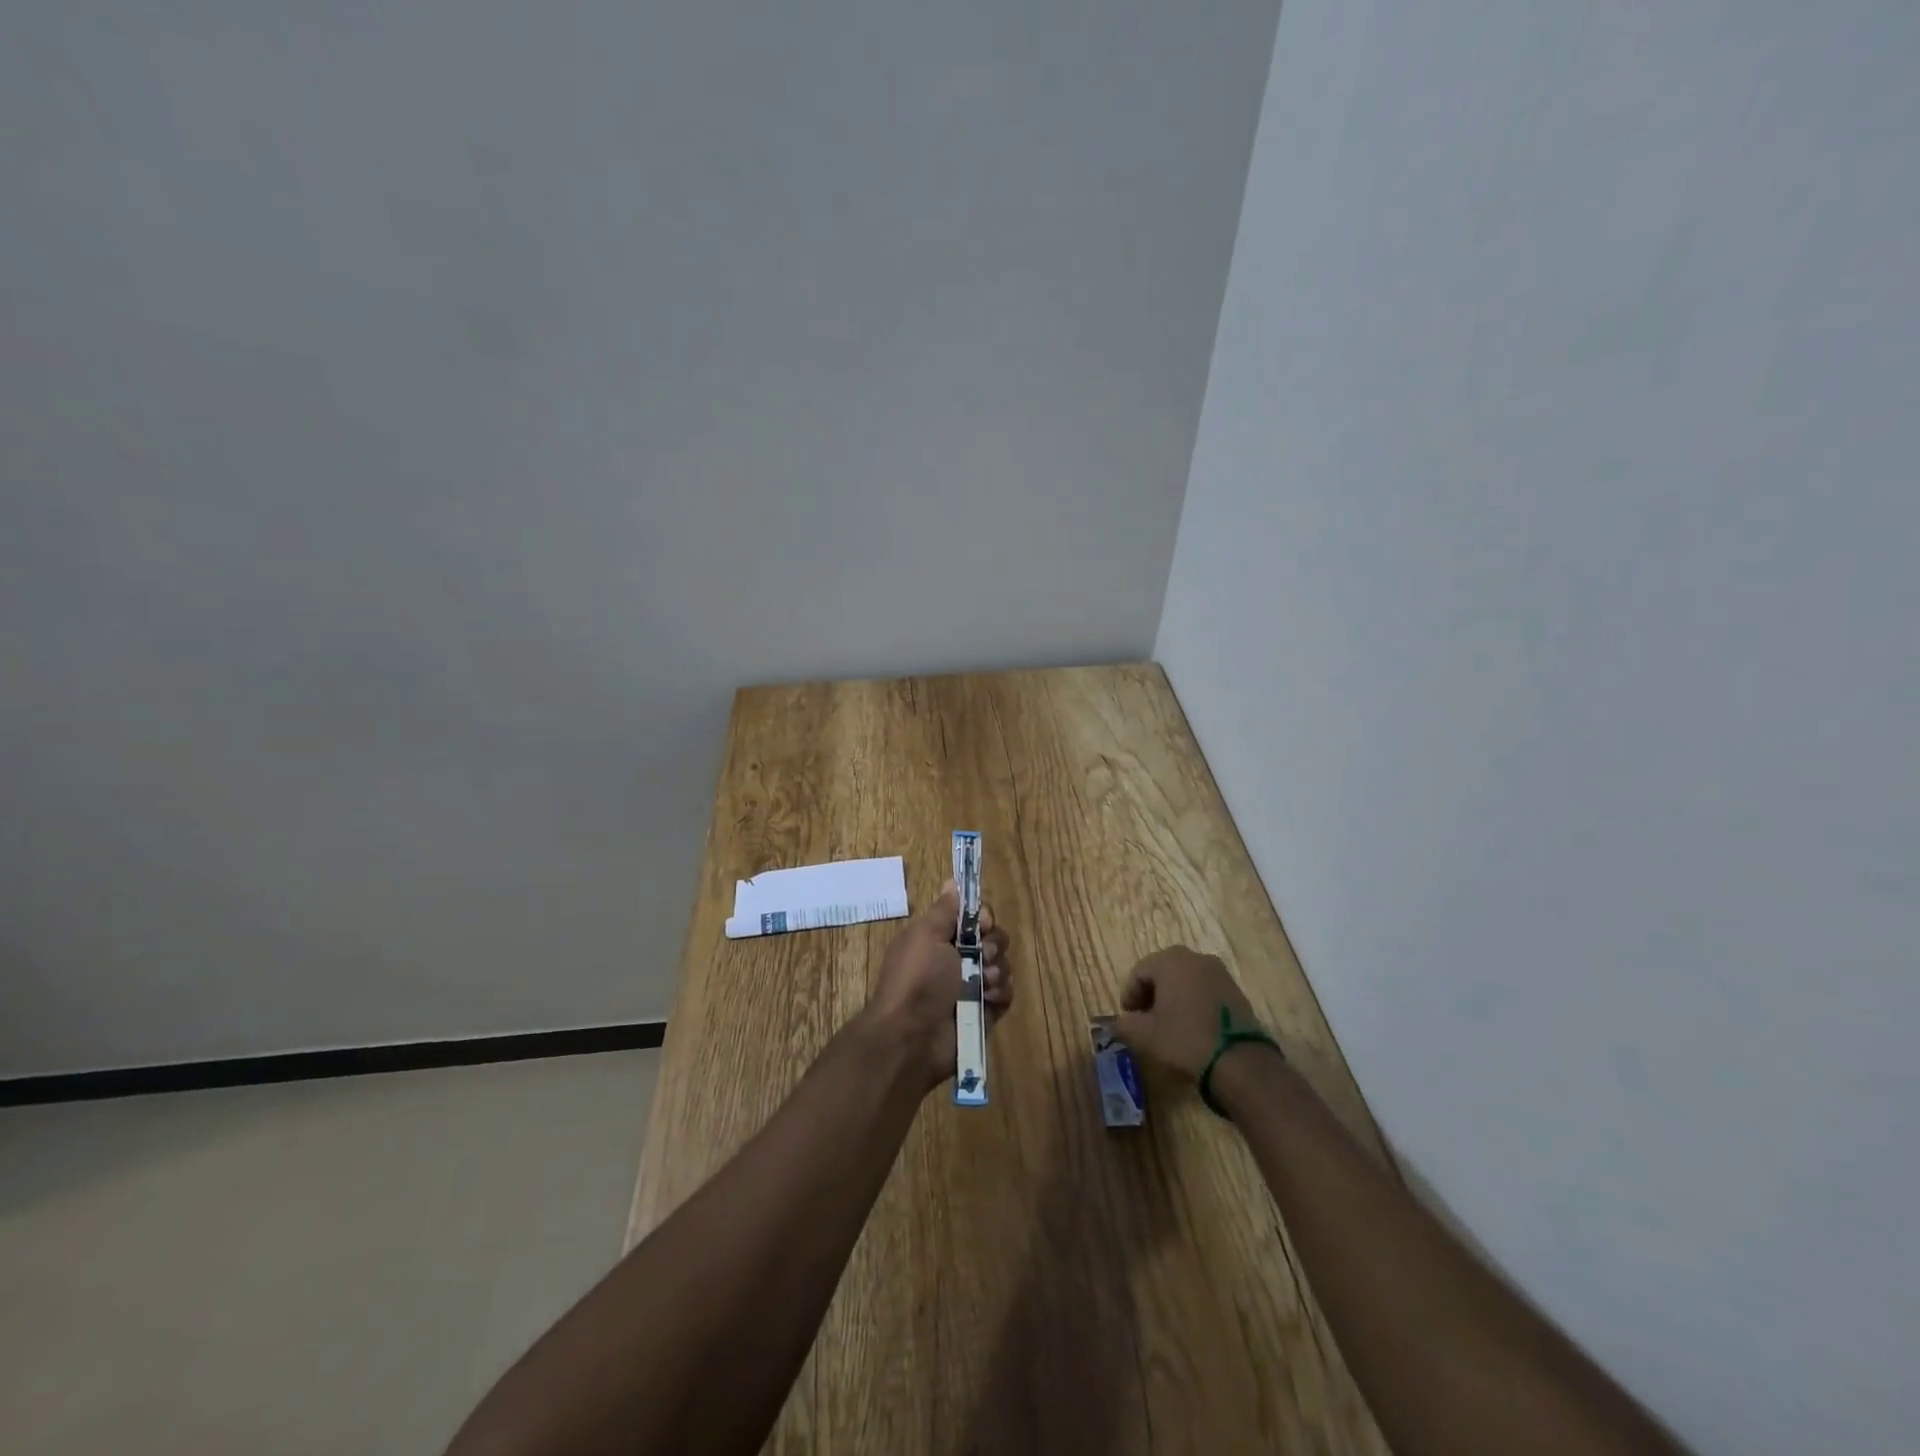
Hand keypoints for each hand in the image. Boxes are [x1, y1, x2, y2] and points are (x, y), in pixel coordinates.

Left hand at [865, 880, 1011, 1093]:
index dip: (983, 917)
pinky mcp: (985, 1012)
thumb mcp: (925, 936)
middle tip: (981, 956)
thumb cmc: (917, 980)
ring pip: (1002, 965)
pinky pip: (1006, 993)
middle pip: (992, 939)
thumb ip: (944, 910)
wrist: (912, 1037)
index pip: (973, 918)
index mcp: (939, 939)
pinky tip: (988, 999)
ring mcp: (972, 987)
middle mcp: (956, 960)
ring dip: (996, 970)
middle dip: (992, 945)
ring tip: (982, 983)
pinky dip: (1000, 993)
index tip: (982, 924)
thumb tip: (952, 882)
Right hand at [1113, 946, 1257, 1080]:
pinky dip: (1193, 1001)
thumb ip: (1125, 1023)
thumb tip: (1121, 1021)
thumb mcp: (1144, 1035)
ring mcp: (1219, 972)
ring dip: (1173, 996)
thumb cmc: (1184, 1039)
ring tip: (1169, 1023)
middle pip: (1162, 971)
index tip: (1128, 1018)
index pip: (1139, 972)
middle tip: (1145, 1019)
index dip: (1129, 995)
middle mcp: (1195, 957)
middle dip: (1151, 994)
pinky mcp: (1235, 989)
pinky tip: (1192, 1025)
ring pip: (1185, 979)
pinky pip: (1204, 989)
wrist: (1239, 1061)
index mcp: (1170, 960)